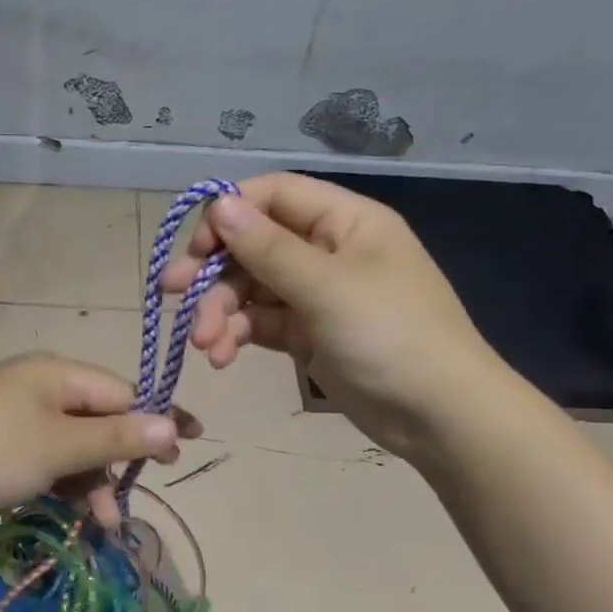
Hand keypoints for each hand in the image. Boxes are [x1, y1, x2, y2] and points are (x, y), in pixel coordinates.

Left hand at [0, 354, 200, 529]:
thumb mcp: (61, 446)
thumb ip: (117, 436)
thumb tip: (171, 424)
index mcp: (56, 373)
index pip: (120, 392)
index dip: (153, 420)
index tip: (184, 446)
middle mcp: (39, 386)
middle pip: (97, 420)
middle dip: (116, 461)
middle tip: (131, 497)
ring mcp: (16, 414)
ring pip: (72, 445)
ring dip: (90, 482)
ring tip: (101, 524)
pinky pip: (46, 457)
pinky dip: (63, 483)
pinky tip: (73, 513)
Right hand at [162, 173, 501, 457]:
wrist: (439, 417)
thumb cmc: (391, 337)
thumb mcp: (327, 288)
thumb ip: (269, 248)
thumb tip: (219, 203)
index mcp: (344, 221)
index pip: (273, 195)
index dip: (229, 214)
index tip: (196, 248)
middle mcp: (327, 250)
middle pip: (254, 244)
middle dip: (214, 273)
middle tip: (173, 294)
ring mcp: (316, 294)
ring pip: (252, 288)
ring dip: (221, 311)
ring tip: (205, 345)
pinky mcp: (308, 334)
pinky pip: (262, 322)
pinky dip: (239, 334)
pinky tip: (222, 356)